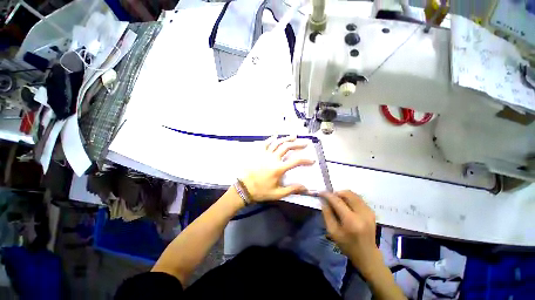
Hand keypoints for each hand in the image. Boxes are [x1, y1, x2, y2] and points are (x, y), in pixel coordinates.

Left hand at [240, 135, 314, 201]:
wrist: (243, 188)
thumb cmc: (260, 191)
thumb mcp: (277, 194)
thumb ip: (292, 189)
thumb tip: (305, 188)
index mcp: (278, 168)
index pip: (295, 161)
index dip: (305, 160)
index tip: (312, 160)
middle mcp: (273, 158)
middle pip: (287, 147)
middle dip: (297, 144)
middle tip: (305, 143)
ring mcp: (265, 154)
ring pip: (277, 143)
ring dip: (286, 138)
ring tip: (294, 136)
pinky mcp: (258, 153)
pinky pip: (265, 143)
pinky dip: (271, 139)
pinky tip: (275, 136)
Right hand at [321, 191, 378, 269]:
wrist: (367, 254)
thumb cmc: (347, 245)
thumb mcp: (332, 231)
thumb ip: (327, 214)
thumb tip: (323, 201)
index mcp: (351, 221)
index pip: (337, 201)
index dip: (328, 195)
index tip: (321, 192)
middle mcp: (362, 214)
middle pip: (348, 194)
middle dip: (336, 193)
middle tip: (330, 198)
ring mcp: (369, 212)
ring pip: (354, 194)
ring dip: (343, 195)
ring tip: (337, 201)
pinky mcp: (372, 211)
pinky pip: (358, 198)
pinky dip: (350, 198)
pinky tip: (346, 205)